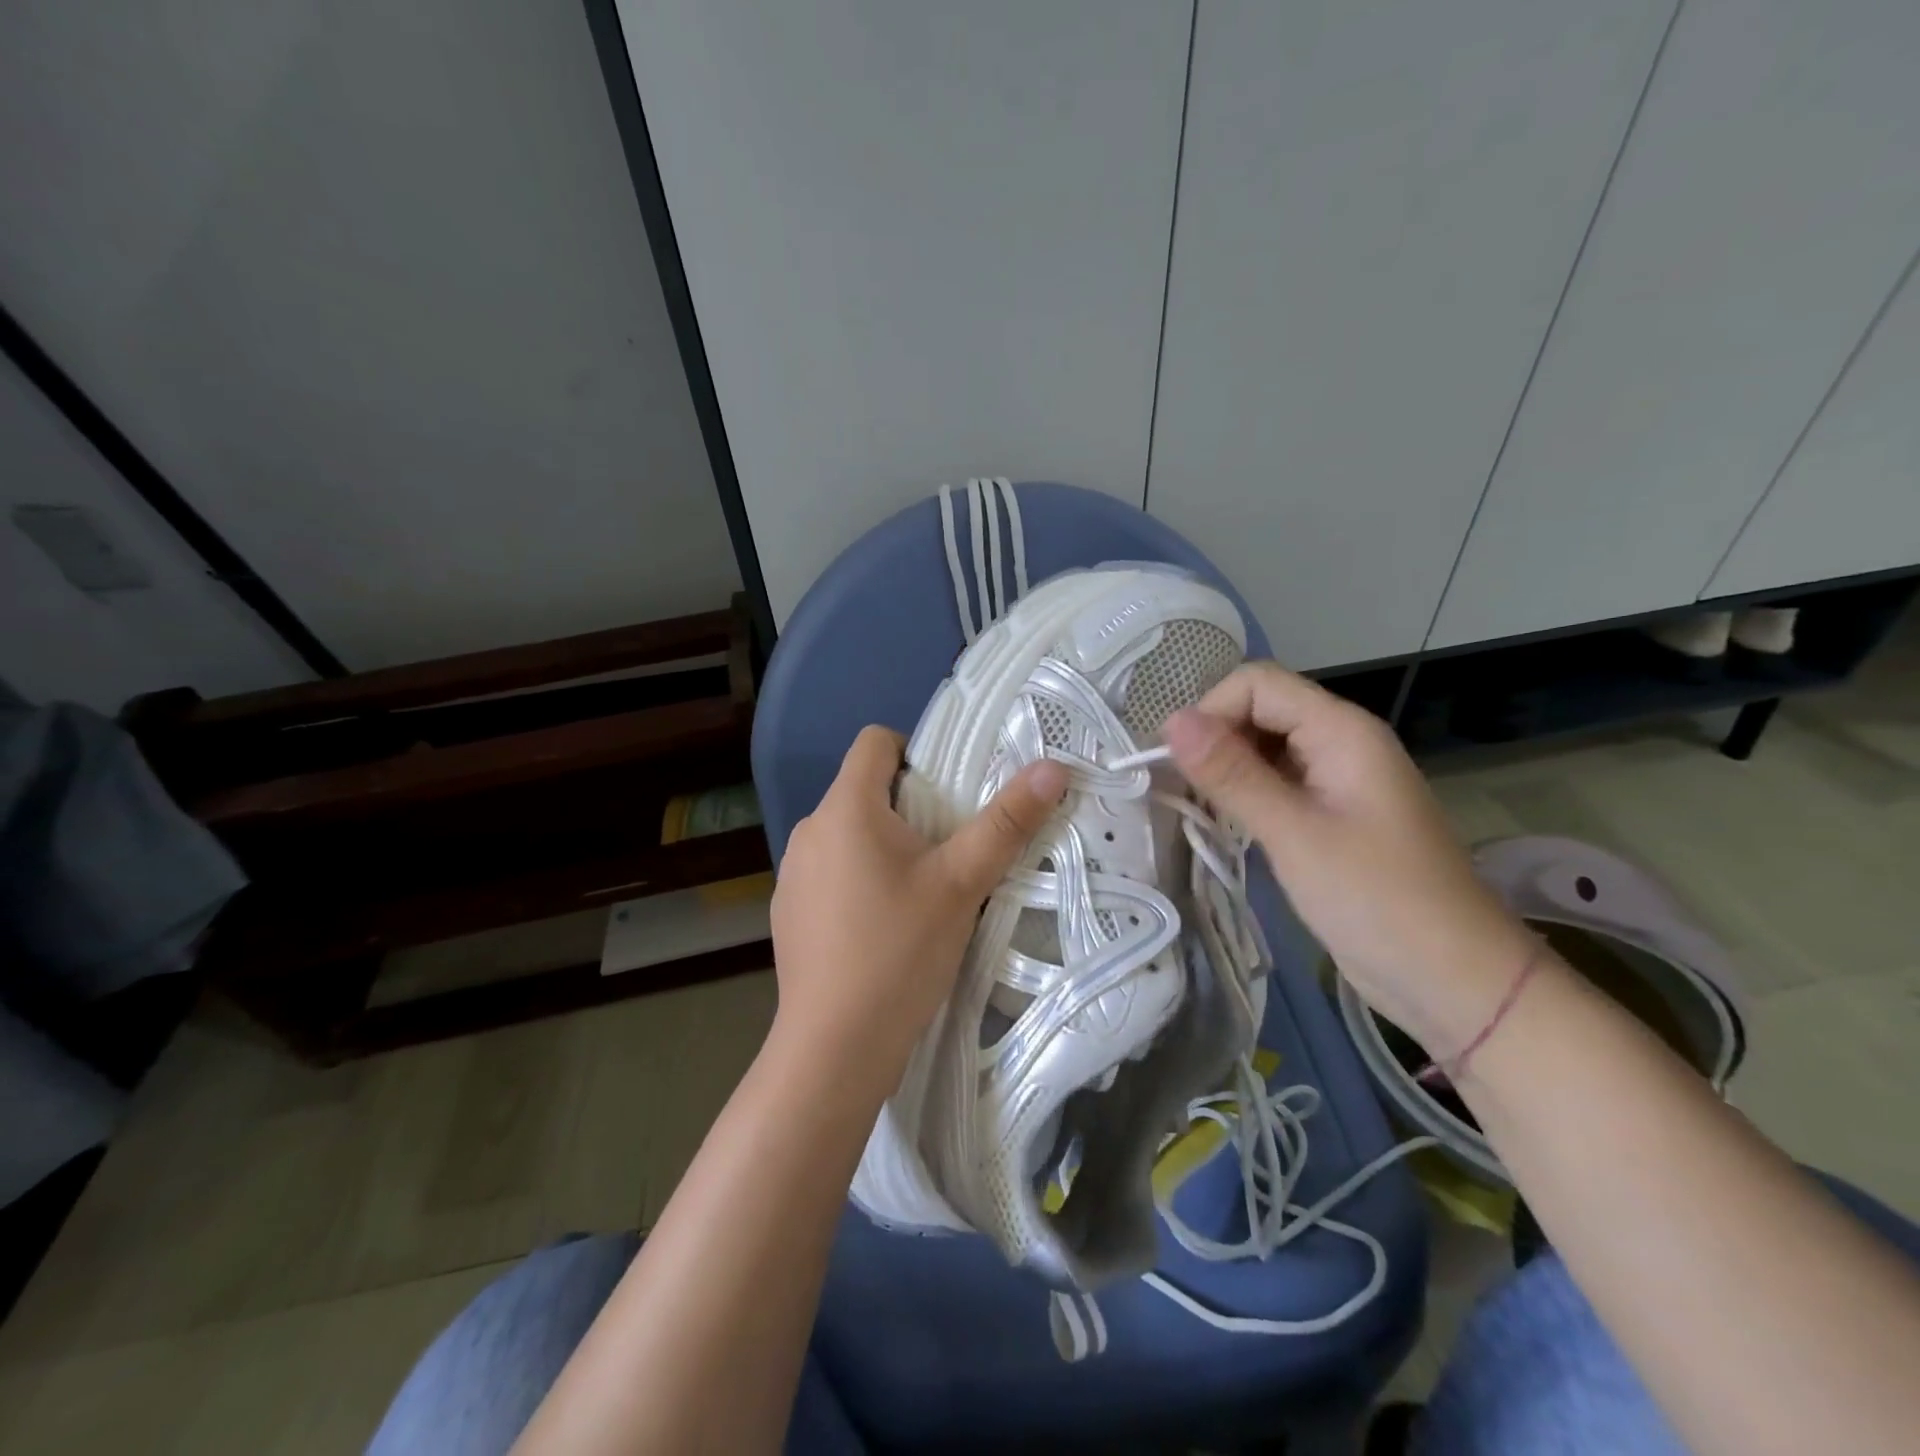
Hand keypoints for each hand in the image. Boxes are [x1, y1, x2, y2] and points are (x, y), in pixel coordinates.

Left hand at [770, 726, 1067, 1079]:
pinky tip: (883, 929)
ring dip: (885, 847)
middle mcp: (810, 830)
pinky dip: (859, 881)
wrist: (834, 1047)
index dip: (915, 751)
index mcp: (846, 808)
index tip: (948, 792)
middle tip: (951, 848)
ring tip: (922, 892)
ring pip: (849, 835)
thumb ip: (1007, 822)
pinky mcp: (789, 912)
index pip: (875, 741)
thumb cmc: (900, 951)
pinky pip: (831, 873)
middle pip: (864, 790)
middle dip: (909, 807)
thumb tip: (1053, 767)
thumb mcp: (963, 883)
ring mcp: (792, 873)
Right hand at [1164, 663, 1533, 1050]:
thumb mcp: (1294, 834)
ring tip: (1196, 809)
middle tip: (1180, 791)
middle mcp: (1340, 742)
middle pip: (1260, 710)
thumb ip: (1231, 774)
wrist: (1452, 980)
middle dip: (1214, 739)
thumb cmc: (1377, 901)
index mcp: (1342, 731)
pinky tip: (1225, 824)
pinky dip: (1244, 794)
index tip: (1176, 763)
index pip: (1257, 684)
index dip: (1210, 711)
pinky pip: (1276, 782)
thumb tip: (1171, 721)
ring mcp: (1336, 780)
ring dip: (1225, 768)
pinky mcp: (1330, 814)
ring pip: (1264, 747)